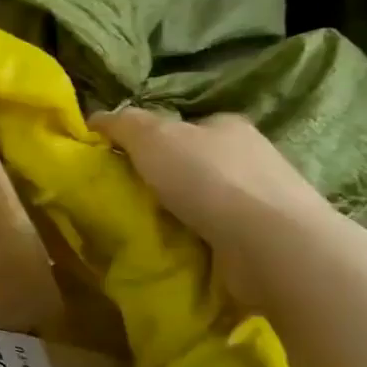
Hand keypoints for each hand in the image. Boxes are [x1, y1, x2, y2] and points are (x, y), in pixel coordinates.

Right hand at [91, 108, 338, 307]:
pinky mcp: (266, 236)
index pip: (183, 126)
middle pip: (195, 161)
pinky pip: (220, 231)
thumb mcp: (153, 138)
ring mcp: (262, 197)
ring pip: (208, 198)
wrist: (270, 242)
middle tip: (130, 198)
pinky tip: (181, 248)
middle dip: (166, 177)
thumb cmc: (208, 179)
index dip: (151, 139)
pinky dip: (199, 237)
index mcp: (226, 125)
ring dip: (183, 211)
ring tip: (150, 228)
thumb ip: (124, 125)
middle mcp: (250, 155)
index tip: (123, 161)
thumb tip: (96, 118)